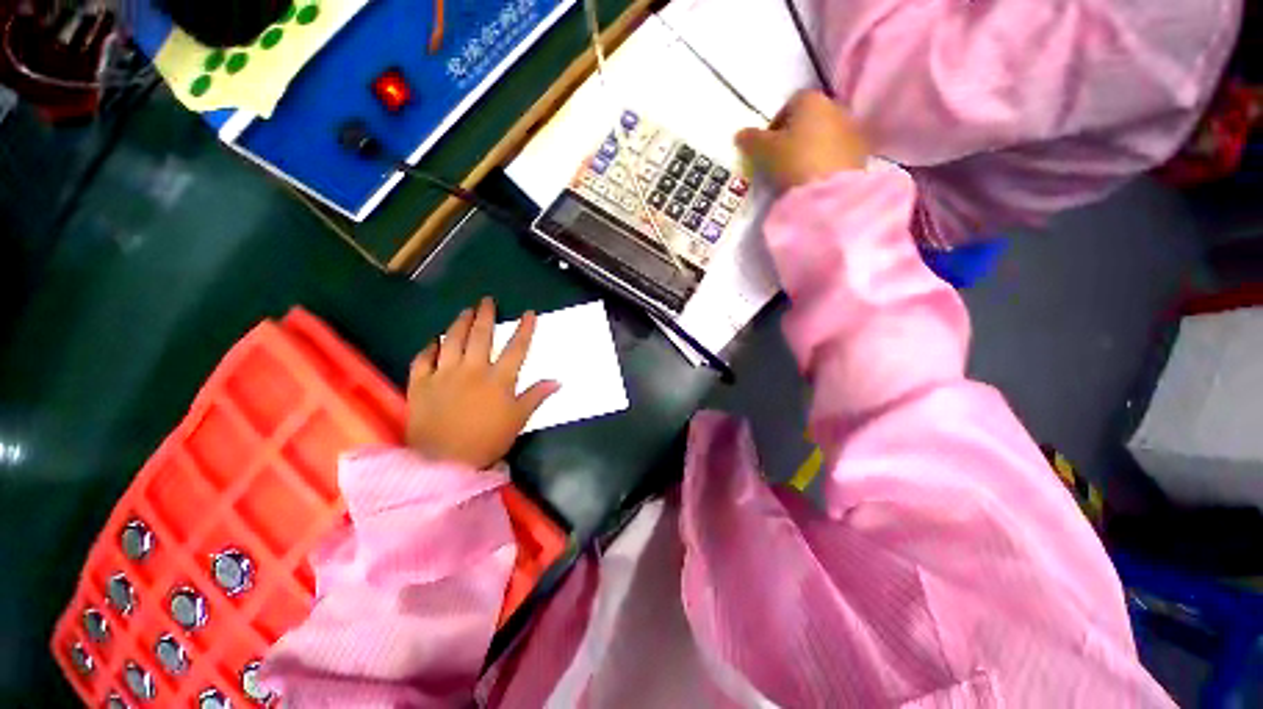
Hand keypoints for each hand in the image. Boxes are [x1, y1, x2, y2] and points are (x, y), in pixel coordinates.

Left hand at [406, 298, 559, 468]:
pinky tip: (434, 341)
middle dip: (486, 315)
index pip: (516, 348)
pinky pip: (423, 359)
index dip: (524, 329)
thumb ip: (536, 396)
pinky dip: (429, 348)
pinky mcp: (421, 384)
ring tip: (465, 311)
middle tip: (487, 301)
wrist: (443, 462)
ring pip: (452, 340)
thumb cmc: (487, 441)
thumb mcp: (518, 420)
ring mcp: (444, 374)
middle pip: (481, 336)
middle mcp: (472, 370)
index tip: (529, 313)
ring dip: (460, 323)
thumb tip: (558, 381)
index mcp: (498, 379)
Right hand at [735, 90, 869, 191]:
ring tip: (797, 173)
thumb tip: (739, 134)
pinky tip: (814, 178)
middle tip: (780, 161)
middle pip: (809, 119)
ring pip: (824, 135)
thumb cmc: (794, 161)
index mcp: (810, 99)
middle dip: (794, 136)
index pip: (789, 105)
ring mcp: (851, 128)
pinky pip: (836, 152)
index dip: (774, 126)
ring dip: (811, 148)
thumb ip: (751, 140)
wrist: (831, 190)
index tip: (767, 148)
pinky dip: (825, 160)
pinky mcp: (861, 151)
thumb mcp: (765, 151)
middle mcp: (835, 106)